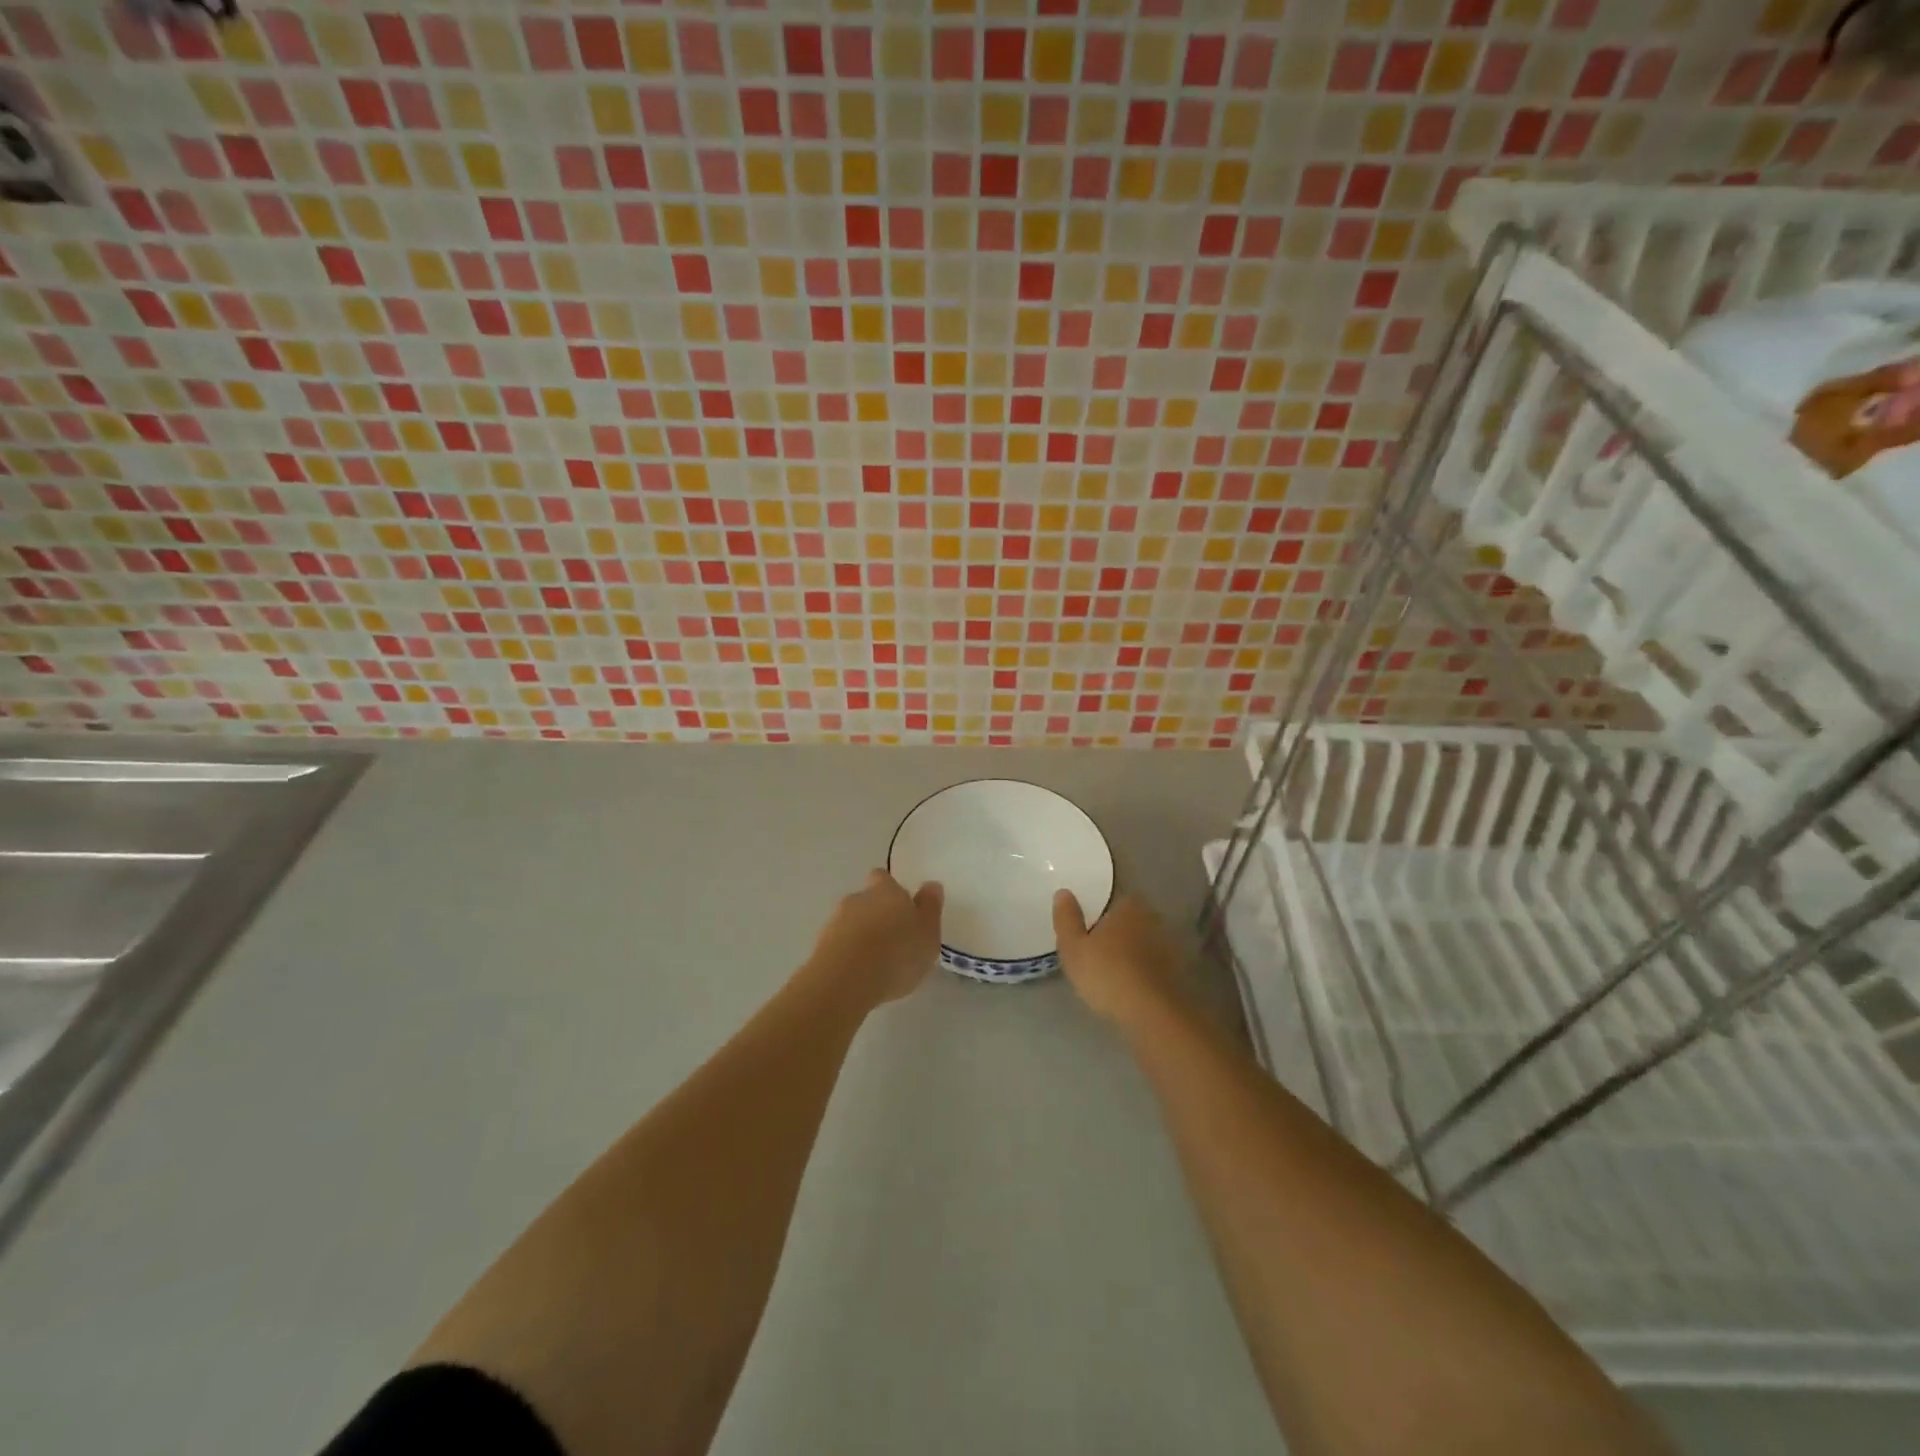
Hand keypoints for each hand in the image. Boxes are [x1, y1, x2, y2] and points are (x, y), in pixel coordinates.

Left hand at [806, 871, 943, 1008]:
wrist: (845, 981)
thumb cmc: (896, 953)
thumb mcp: (928, 933)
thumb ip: (930, 908)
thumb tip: (931, 885)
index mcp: (886, 890)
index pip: (883, 877)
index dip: (890, 889)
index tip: (901, 906)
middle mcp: (858, 898)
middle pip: (867, 899)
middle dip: (877, 914)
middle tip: (893, 938)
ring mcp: (835, 921)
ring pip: (851, 922)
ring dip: (862, 935)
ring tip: (877, 961)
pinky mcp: (820, 946)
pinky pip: (839, 944)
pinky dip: (848, 954)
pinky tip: (859, 974)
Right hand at [1053, 891, 1188, 1033]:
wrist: (1154, 1014)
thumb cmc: (1108, 974)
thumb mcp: (1073, 947)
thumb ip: (1066, 918)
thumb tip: (1063, 892)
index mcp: (1128, 906)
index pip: (1112, 901)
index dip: (1098, 915)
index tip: (1086, 932)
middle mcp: (1153, 918)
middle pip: (1128, 921)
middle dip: (1114, 933)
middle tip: (1095, 953)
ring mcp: (1169, 946)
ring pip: (1142, 944)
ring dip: (1129, 954)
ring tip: (1110, 975)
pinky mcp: (1177, 972)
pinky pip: (1152, 966)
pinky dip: (1141, 973)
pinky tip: (1129, 989)